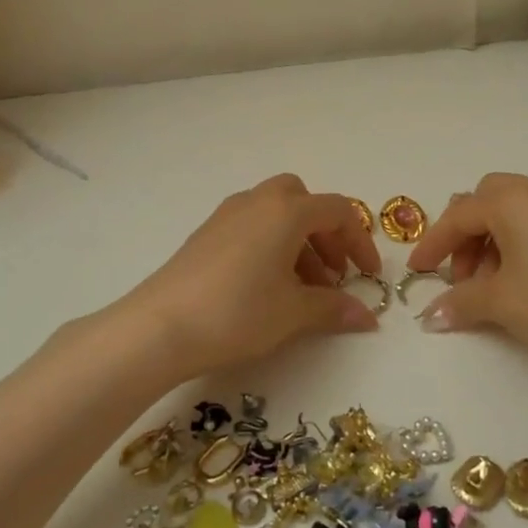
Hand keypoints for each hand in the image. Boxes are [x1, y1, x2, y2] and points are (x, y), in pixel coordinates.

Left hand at [121, 174, 383, 378]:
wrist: (159, 326)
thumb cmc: (237, 312)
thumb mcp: (293, 313)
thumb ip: (334, 308)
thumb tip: (367, 316)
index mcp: (286, 211)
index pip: (338, 211)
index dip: (359, 241)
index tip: (368, 275)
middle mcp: (257, 201)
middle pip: (304, 201)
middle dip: (326, 234)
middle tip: (333, 274)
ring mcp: (227, 215)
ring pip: (276, 213)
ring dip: (299, 242)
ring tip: (303, 289)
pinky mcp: (206, 234)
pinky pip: (252, 226)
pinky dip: (271, 245)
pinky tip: (267, 286)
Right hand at [406, 173, 527, 394]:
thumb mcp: (503, 304)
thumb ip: (461, 302)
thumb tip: (430, 316)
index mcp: (513, 198)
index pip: (459, 215)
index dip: (433, 244)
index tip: (416, 272)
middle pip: (487, 201)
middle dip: (466, 237)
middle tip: (460, 278)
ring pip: (516, 213)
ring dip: (494, 244)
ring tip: (492, 289)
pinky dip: (522, 247)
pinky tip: (526, 285)